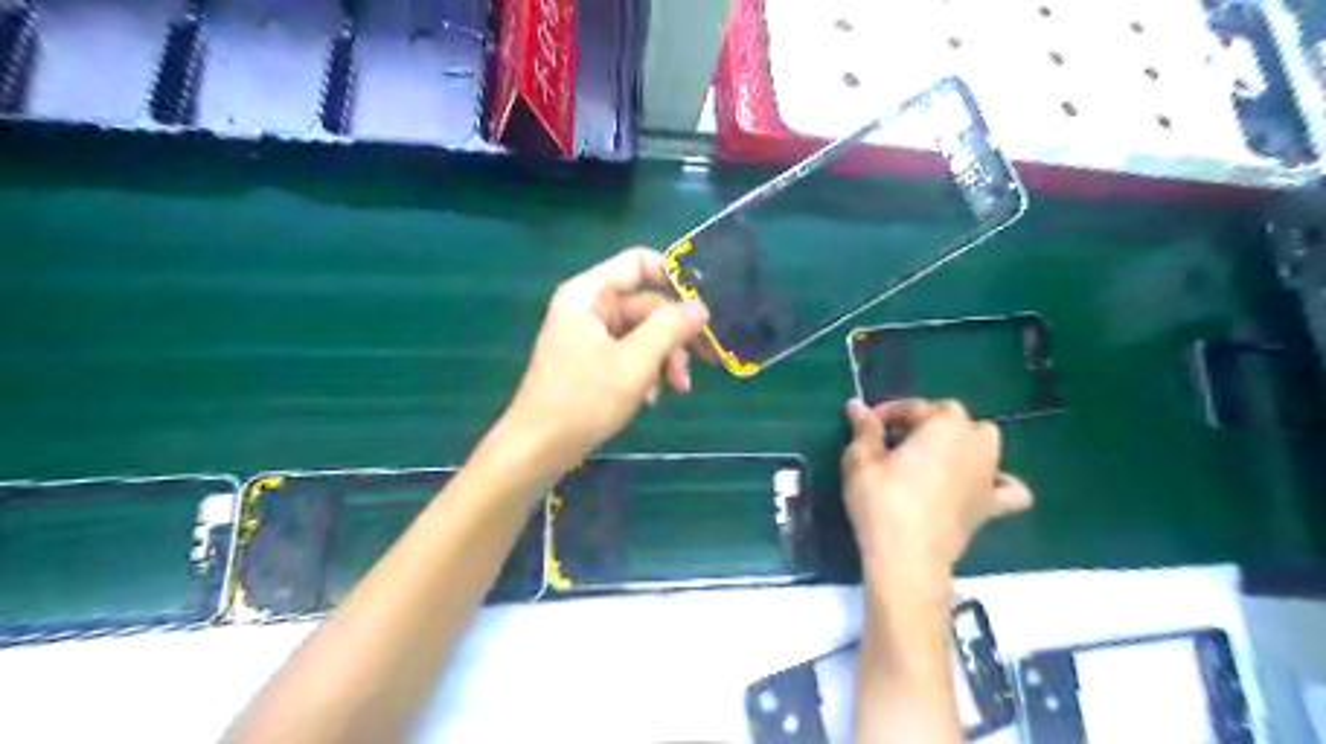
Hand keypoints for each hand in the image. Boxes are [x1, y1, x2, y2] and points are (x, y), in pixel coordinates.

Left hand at [503, 246, 708, 469]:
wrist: (539, 448)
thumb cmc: (584, 399)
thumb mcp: (635, 361)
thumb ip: (670, 328)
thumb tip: (700, 307)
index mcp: (589, 294)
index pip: (638, 263)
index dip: (673, 277)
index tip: (702, 305)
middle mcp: (588, 308)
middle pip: (646, 304)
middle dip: (675, 334)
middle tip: (707, 359)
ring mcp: (588, 336)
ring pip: (641, 333)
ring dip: (664, 358)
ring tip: (678, 387)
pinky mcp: (590, 362)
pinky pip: (628, 354)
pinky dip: (646, 372)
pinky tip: (651, 399)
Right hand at [838, 397, 1035, 577]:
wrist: (908, 558)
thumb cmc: (882, 502)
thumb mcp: (862, 460)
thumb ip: (865, 429)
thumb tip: (856, 405)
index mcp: (943, 425)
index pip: (915, 406)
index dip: (889, 412)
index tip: (868, 424)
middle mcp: (973, 442)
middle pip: (952, 417)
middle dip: (925, 421)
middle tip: (895, 439)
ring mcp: (988, 474)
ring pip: (984, 442)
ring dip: (962, 440)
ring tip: (933, 455)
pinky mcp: (991, 506)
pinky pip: (1008, 488)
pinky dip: (998, 482)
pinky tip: (977, 485)